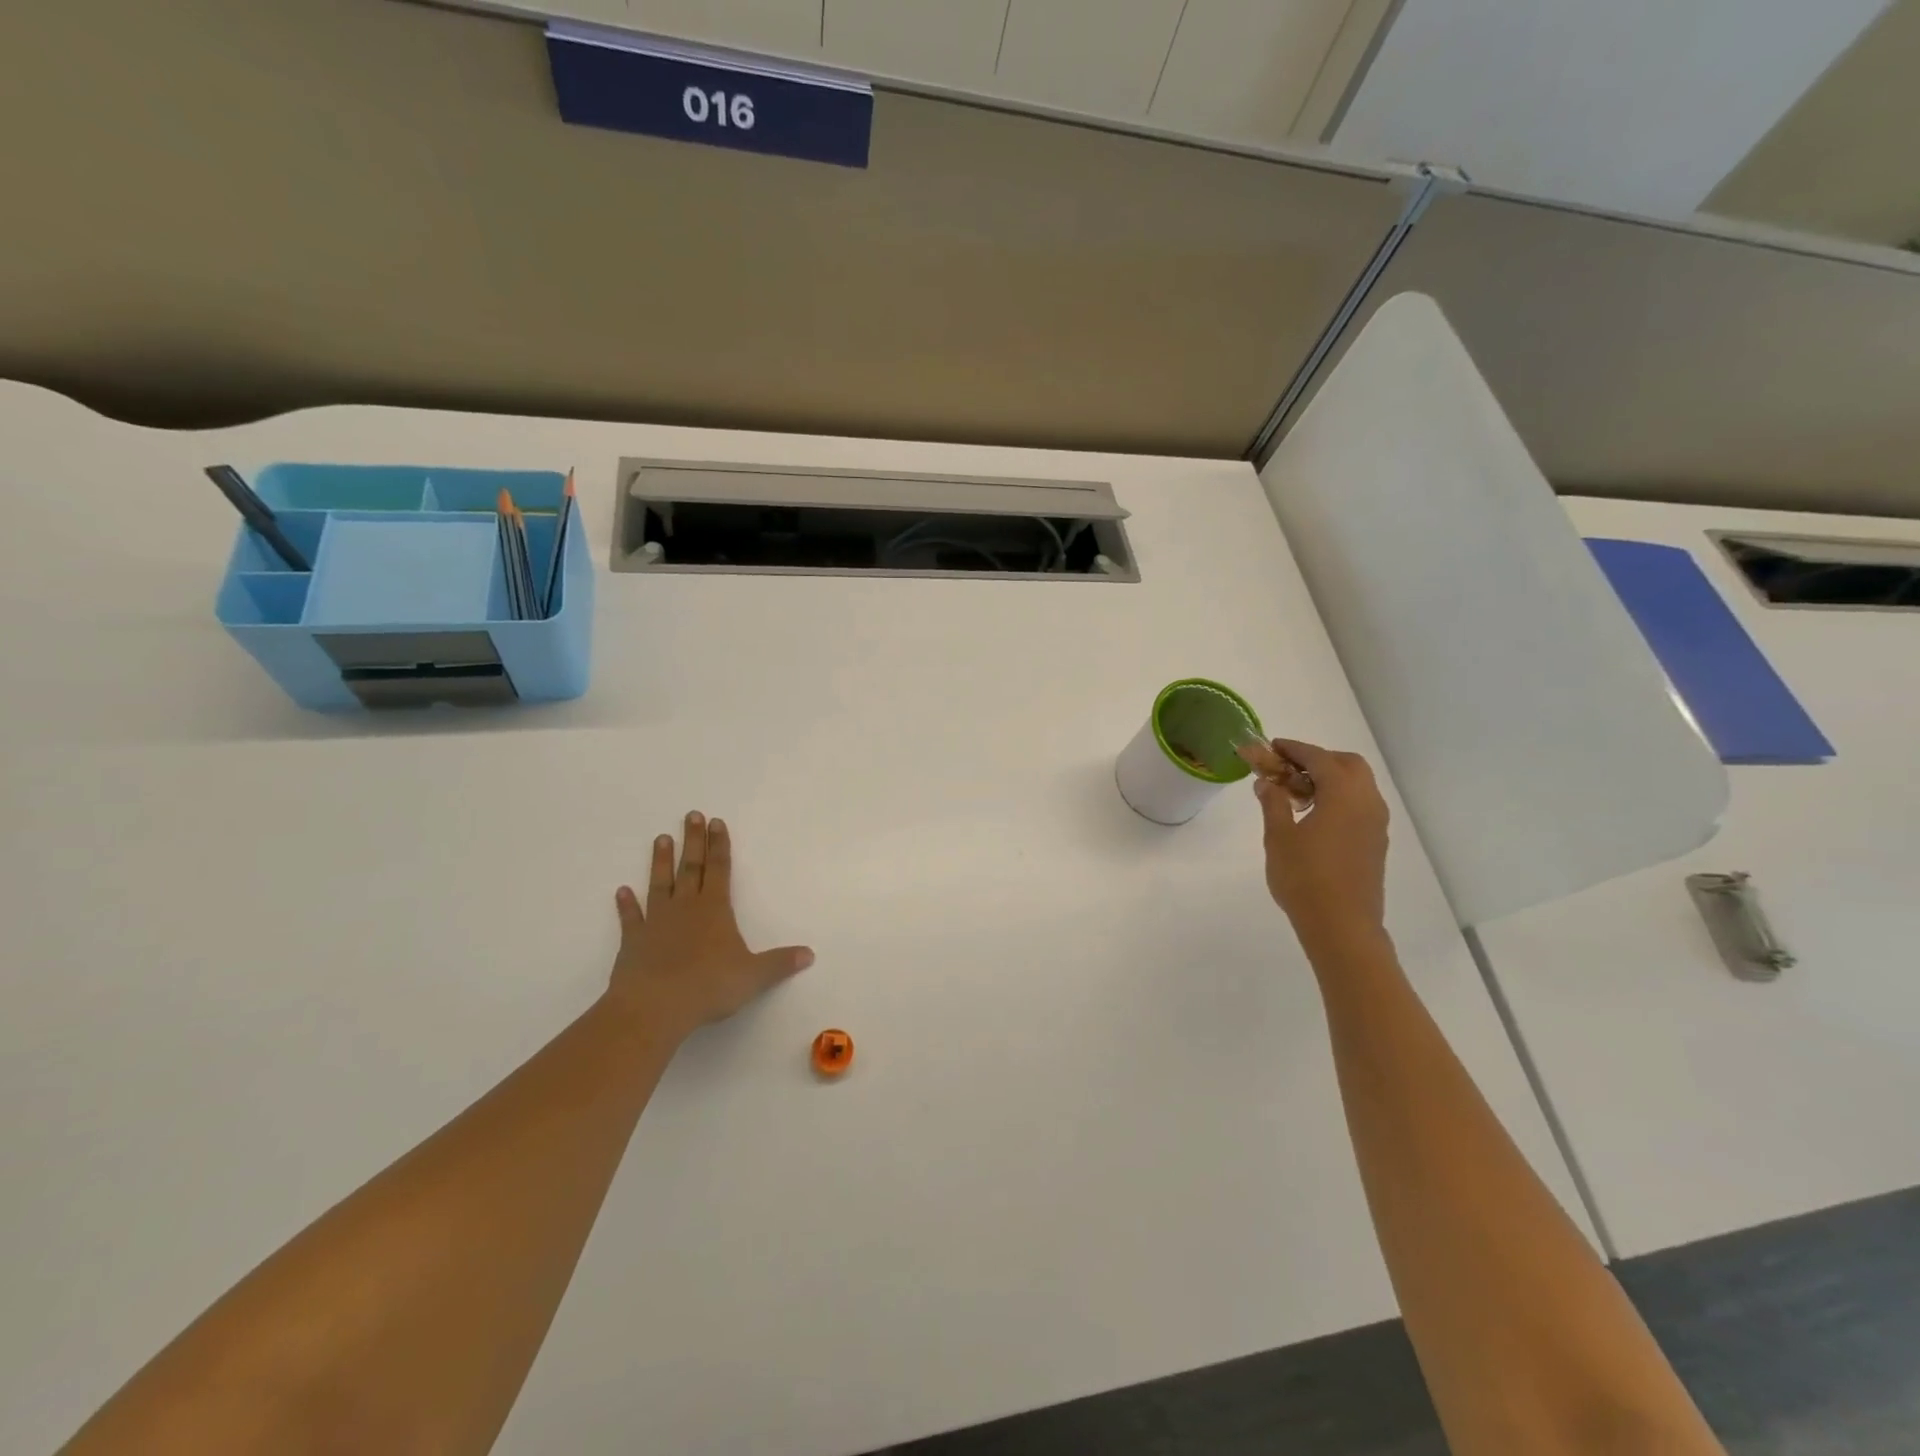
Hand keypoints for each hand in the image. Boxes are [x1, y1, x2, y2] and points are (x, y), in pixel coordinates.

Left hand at [608, 813, 813, 1039]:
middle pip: (691, 867)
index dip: (719, 845)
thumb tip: (809, 954)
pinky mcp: (633, 942)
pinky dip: (626, 905)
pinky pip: (631, 918)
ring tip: (661, 839)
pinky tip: (622, 891)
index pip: (720, 869)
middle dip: (693, 841)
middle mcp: (685, 908)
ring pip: (660, 884)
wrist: (654, 1007)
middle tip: (690, 815)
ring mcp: (656, 922)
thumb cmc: (708, 986)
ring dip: (661, 862)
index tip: (716, 822)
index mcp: (715, 909)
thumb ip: (780, 963)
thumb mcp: (753, 976)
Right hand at [1237, 738, 1389, 952]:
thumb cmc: (1305, 878)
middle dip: (1318, 759)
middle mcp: (1367, 802)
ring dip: (1330, 779)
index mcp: (1344, 794)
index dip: (1294, 749)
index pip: (1319, 757)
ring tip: (1297, 793)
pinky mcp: (1376, 842)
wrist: (1342, 926)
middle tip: (1288, 769)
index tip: (1271, 747)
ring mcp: (1376, 824)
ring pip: (1358, 785)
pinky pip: (1360, 805)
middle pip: (1348, 764)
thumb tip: (1267, 783)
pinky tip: (1314, 816)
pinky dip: (1339, 798)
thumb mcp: (1279, 837)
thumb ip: (1273, 803)